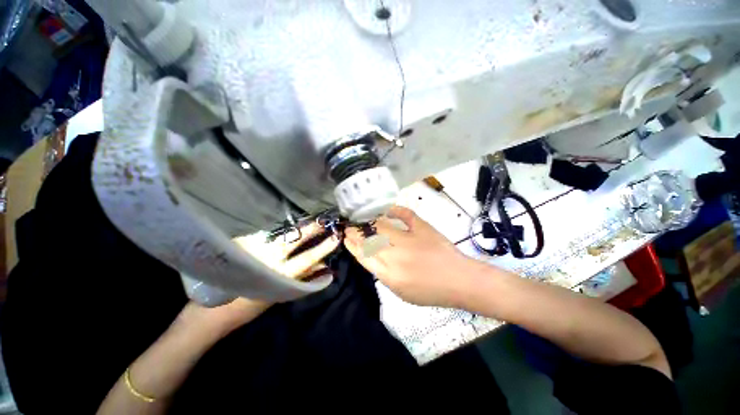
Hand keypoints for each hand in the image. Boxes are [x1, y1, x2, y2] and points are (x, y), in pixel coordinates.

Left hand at [189, 223, 340, 333]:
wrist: (211, 310)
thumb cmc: (249, 306)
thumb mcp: (281, 294)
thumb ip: (303, 278)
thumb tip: (323, 265)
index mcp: (280, 273)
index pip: (309, 256)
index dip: (324, 247)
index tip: (336, 237)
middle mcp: (269, 257)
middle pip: (297, 238)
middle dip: (313, 228)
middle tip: (324, 220)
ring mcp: (255, 248)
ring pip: (283, 232)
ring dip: (298, 225)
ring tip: (309, 219)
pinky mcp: (244, 242)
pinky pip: (269, 232)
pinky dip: (281, 228)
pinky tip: (288, 224)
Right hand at [344, 206, 476, 306]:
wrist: (459, 281)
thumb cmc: (431, 291)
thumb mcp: (402, 292)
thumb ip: (384, 275)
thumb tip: (373, 257)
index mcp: (390, 275)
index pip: (364, 257)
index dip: (353, 246)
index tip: (346, 238)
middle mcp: (396, 256)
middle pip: (370, 240)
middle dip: (357, 233)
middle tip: (351, 227)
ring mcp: (410, 240)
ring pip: (382, 227)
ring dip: (370, 223)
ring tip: (363, 220)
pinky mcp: (423, 228)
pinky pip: (405, 215)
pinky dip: (395, 210)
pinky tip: (387, 209)